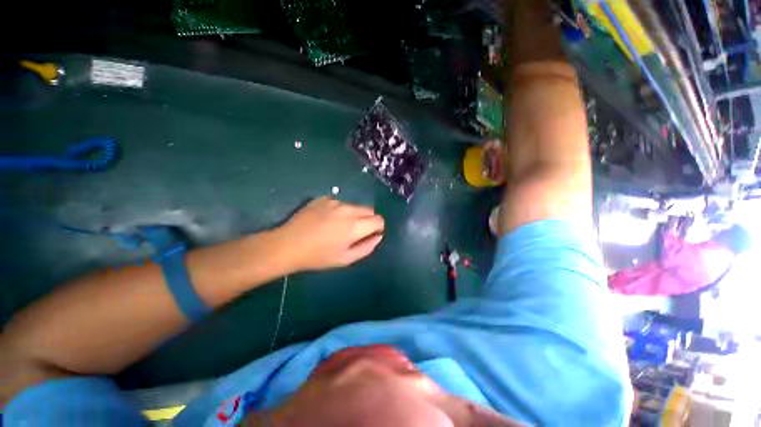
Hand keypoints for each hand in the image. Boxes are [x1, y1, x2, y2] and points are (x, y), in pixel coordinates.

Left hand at [277, 197, 384, 271]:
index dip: (377, 228)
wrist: (287, 245)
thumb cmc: (318, 256)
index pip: (379, 219)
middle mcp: (348, 209)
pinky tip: (325, 220)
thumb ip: (367, 247)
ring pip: (354, 206)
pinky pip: (339, 203)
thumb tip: (378, 236)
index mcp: (355, 225)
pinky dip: (338, 211)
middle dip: (367, 220)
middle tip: (354, 233)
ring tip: (337, 227)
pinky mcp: (323, 199)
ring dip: (353, 215)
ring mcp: (335, 201)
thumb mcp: (346, 259)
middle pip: (369, 210)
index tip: (369, 235)